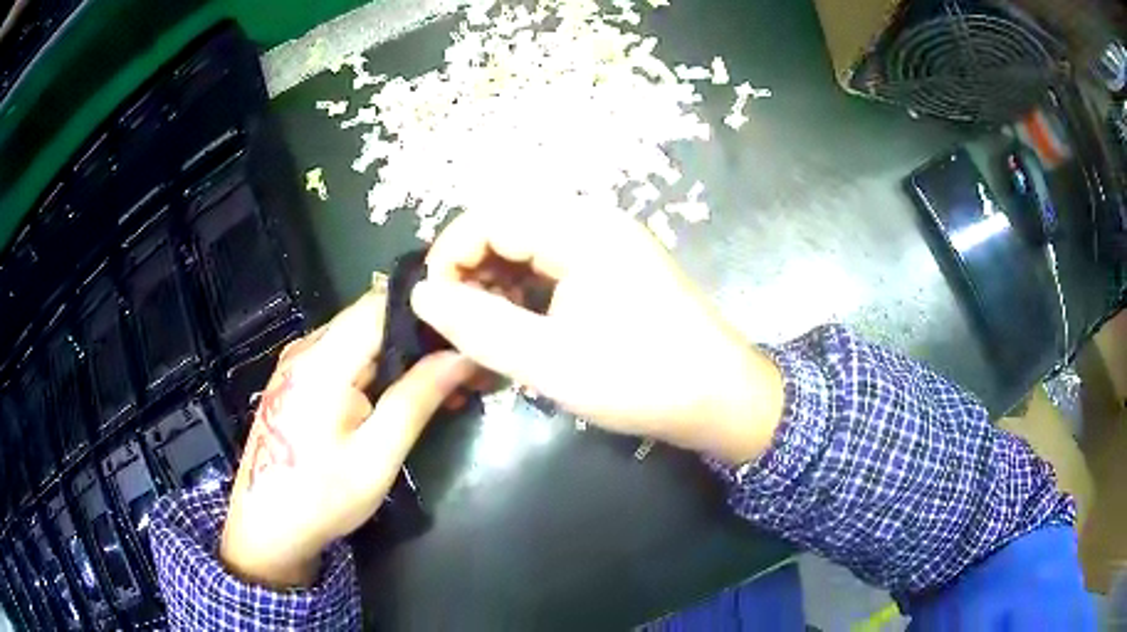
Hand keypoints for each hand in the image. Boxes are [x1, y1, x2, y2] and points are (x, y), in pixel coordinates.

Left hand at [220, 290, 475, 588]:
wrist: (267, 528)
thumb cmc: (322, 498)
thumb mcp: (376, 457)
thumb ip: (416, 400)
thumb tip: (461, 356)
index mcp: (323, 361)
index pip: (381, 304)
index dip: (427, 309)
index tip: (467, 329)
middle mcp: (307, 348)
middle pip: (371, 317)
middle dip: (420, 334)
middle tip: (464, 363)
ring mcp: (298, 362)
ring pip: (360, 336)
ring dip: (401, 353)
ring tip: (443, 381)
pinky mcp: (297, 378)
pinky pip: (345, 356)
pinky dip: (378, 367)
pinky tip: (402, 393)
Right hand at [411, 206, 784, 464]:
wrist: (720, 398)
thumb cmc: (641, 380)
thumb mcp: (550, 360)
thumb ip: (479, 325)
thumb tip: (422, 295)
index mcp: (581, 229)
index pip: (490, 216)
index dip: (450, 255)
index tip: (433, 306)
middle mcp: (593, 222)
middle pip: (507, 226)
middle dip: (471, 271)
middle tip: (456, 324)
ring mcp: (606, 244)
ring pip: (527, 248)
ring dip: (495, 285)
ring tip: (483, 333)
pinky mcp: (613, 268)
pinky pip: (551, 266)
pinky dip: (524, 294)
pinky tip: (517, 329)